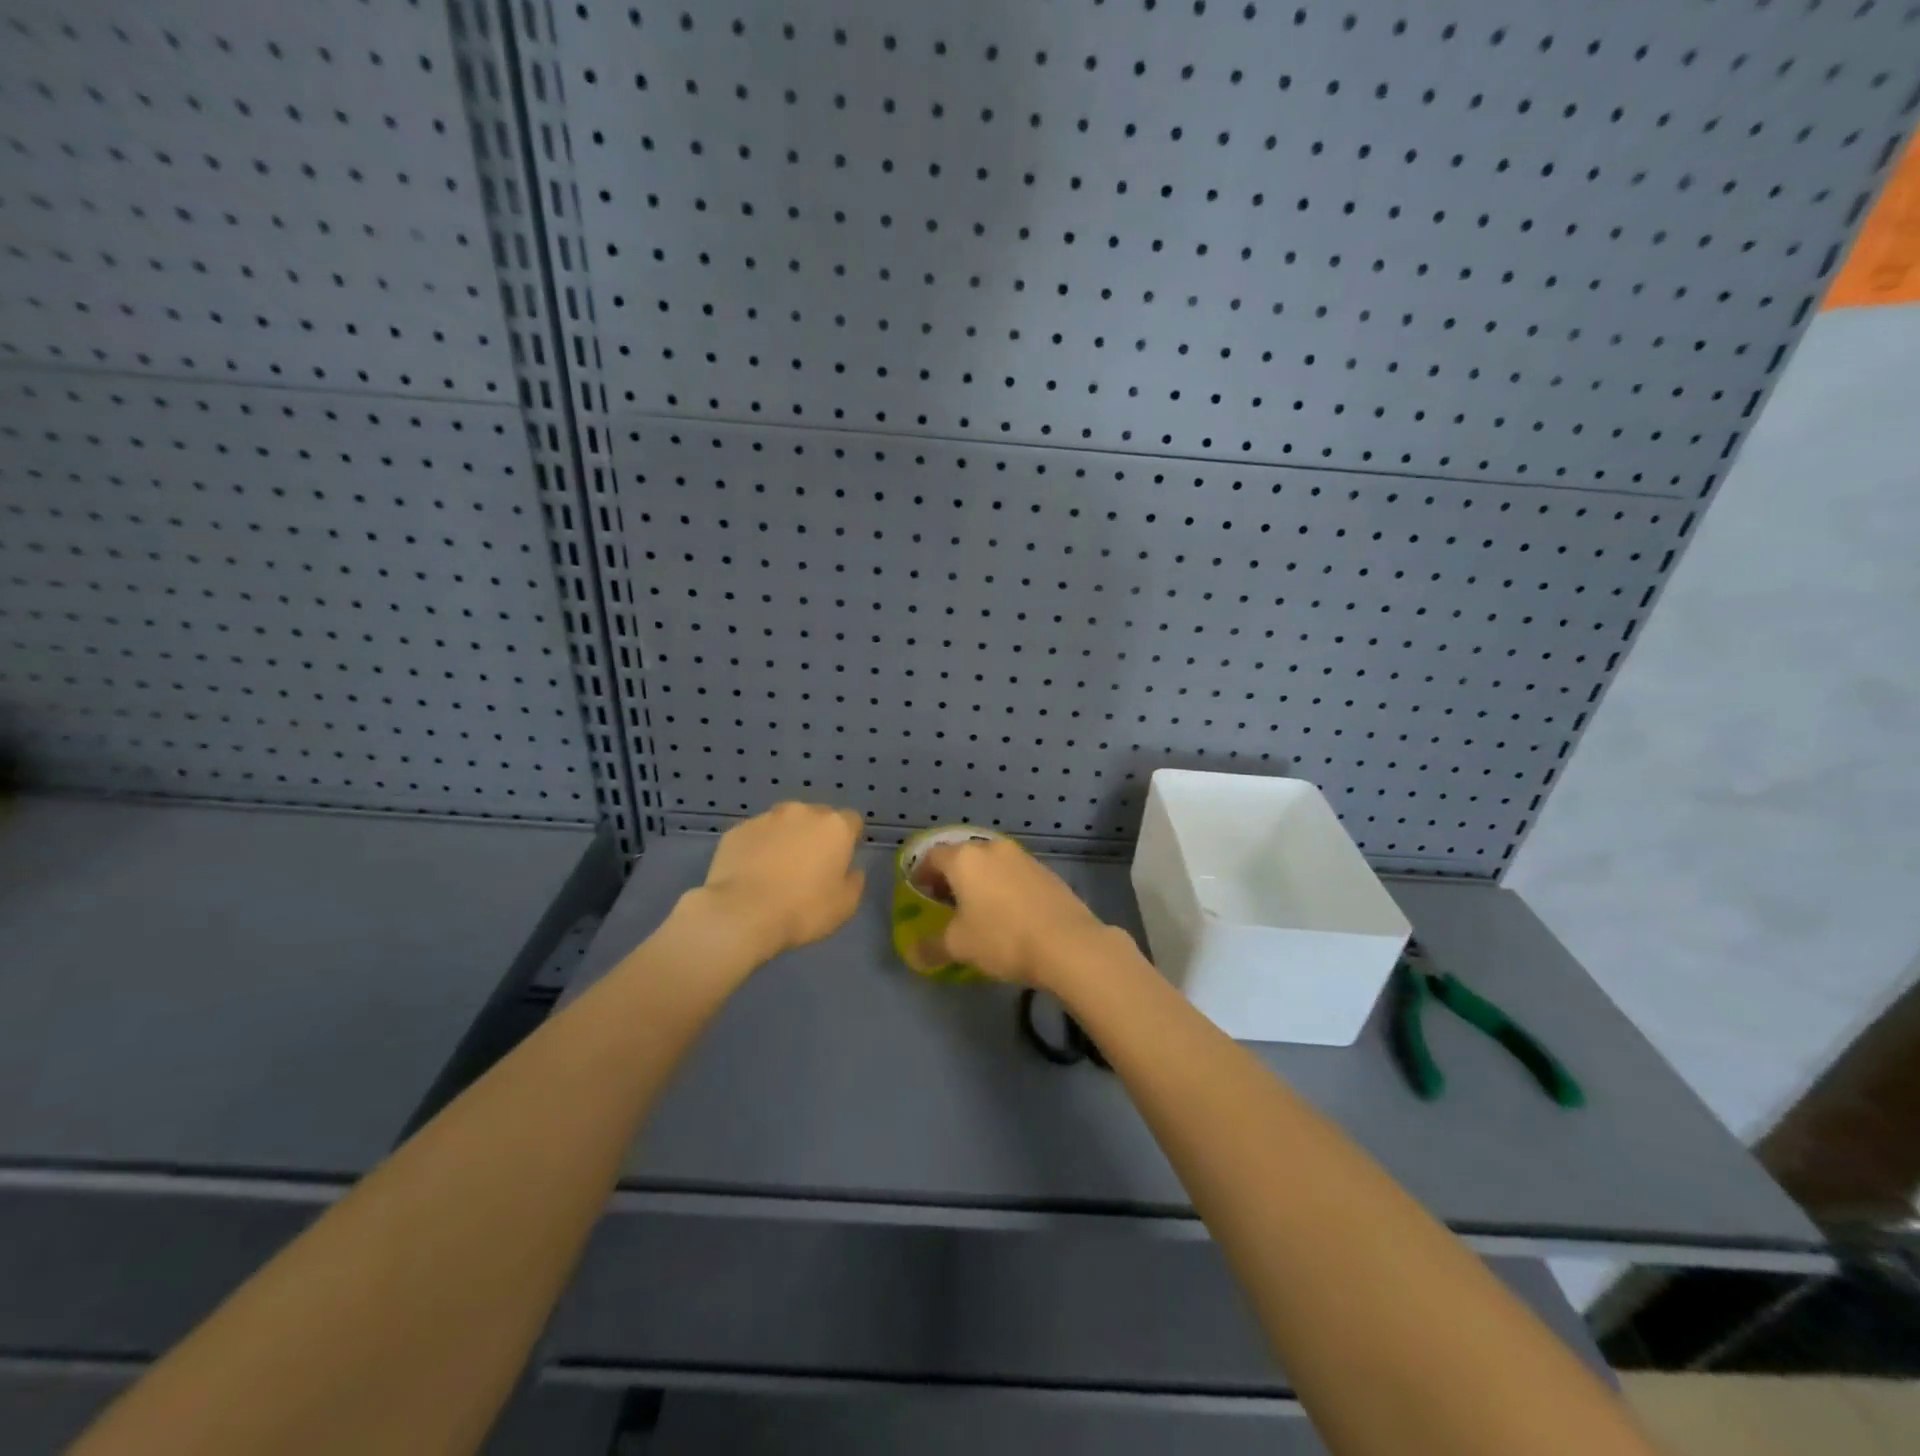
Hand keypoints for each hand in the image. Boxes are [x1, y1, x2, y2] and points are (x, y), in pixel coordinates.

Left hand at [686, 802, 865, 964]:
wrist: (742, 913)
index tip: (841, 861)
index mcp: (834, 827)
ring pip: (783, 824)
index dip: (849, 839)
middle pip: (816, 817)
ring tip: (775, 871)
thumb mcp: (845, 905)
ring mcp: (766, 818)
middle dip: (816, 835)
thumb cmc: (803, 909)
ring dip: (785, 839)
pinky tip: (751, 874)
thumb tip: (851, 870)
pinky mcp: (737, 831)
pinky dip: (757, 848)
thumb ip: (854, 881)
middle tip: (808, 867)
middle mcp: (802, 812)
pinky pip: (755, 836)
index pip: (851, 821)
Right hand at [907, 837, 1119, 989]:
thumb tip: (914, 953)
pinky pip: (1013, 872)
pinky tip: (1008, 911)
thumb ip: (931, 946)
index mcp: (964, 859)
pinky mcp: (1045, 870)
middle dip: (950, 875)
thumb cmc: (1002, 938)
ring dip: (979, 879)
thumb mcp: (959, 946)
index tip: (919, 892)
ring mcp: (1022, 856)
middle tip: (945, 901)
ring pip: (990, 862)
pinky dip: (1002, 885)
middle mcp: (991, 848)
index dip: (921, 873)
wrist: (1067, 943)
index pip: (933, 856)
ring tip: (978, 907)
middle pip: (962, 855)